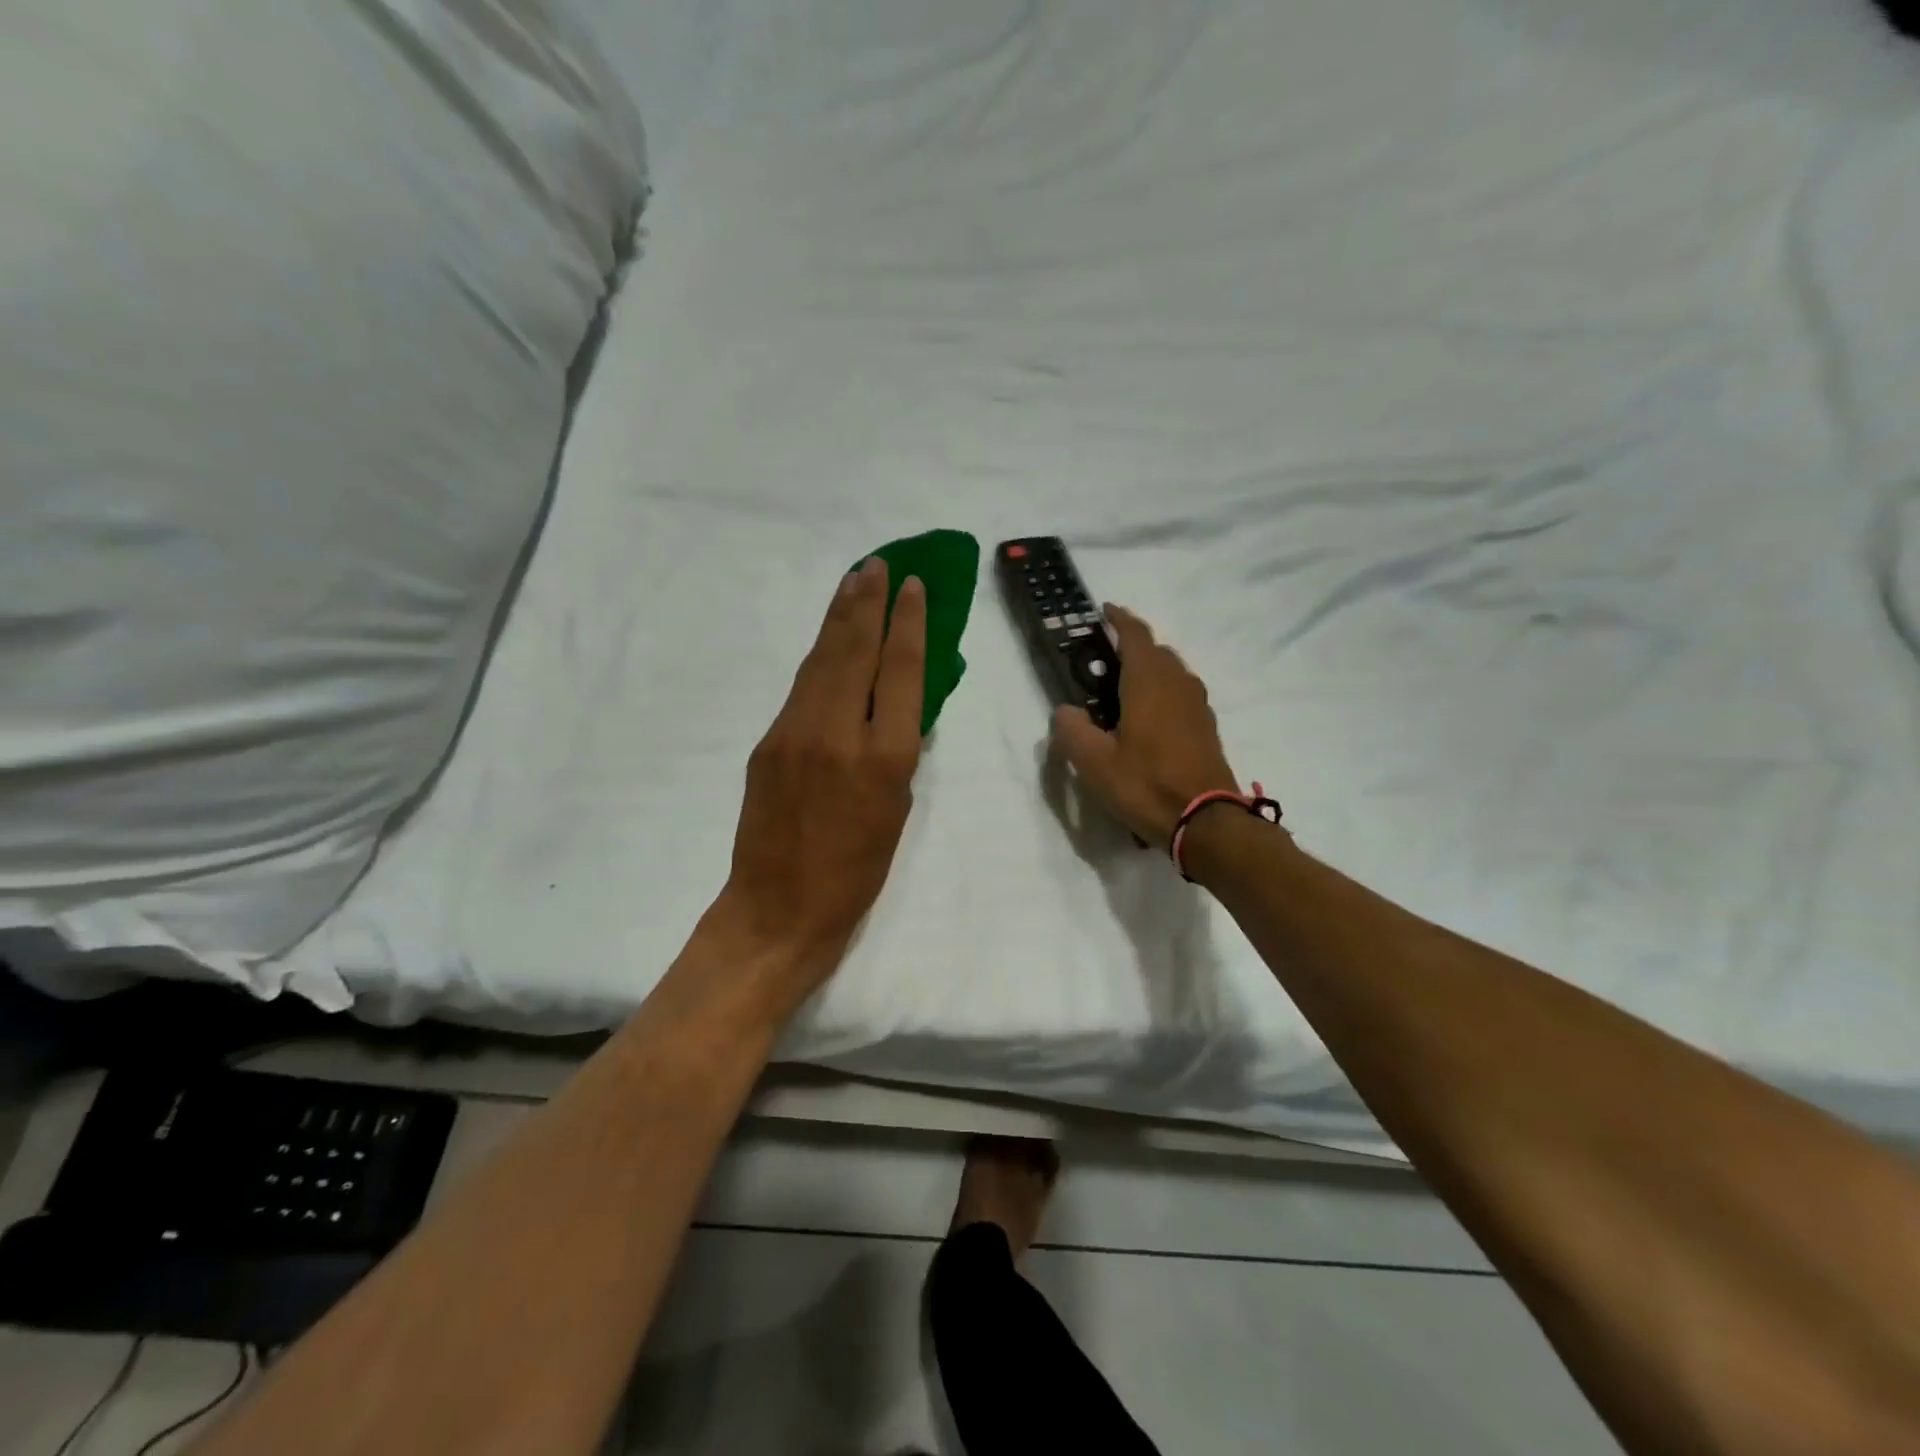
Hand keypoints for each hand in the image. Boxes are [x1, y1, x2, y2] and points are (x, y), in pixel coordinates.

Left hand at [714, 557, 925, 1010]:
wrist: (779, 908)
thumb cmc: (856, 873)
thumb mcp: (898, 811)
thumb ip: (897, 751)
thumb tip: (897, 706)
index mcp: (884, 756)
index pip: (898, 670)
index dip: (908, 622)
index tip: (914, 587)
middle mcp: (838, 732)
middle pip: (854, 650)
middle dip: (868, 601)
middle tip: (877, 564)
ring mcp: (795, 733)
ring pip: (822, 660)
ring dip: (839, 617)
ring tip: (854, 581)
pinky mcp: (767, 742)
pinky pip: (801, 687)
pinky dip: (820, 656)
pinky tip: (829, 639)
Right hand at [1050, 605, 1240, 845]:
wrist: (1207, 822)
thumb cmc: (1146, 785)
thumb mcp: (1094, 763)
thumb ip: (1072, 731)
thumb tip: (1066, 711)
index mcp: (1149, 681)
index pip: (1135, 634)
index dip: (1119, 619)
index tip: (1104, 611)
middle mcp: (1178, 683)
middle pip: (1156, 650)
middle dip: (1132, 646)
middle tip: (1103, 659)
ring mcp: (1198, 704)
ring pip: (1172, 672)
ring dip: (1149, 669)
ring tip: (1123, 689)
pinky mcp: (1207, 727)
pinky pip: (1181, 694)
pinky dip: (1162, 692)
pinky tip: (1148, 717)